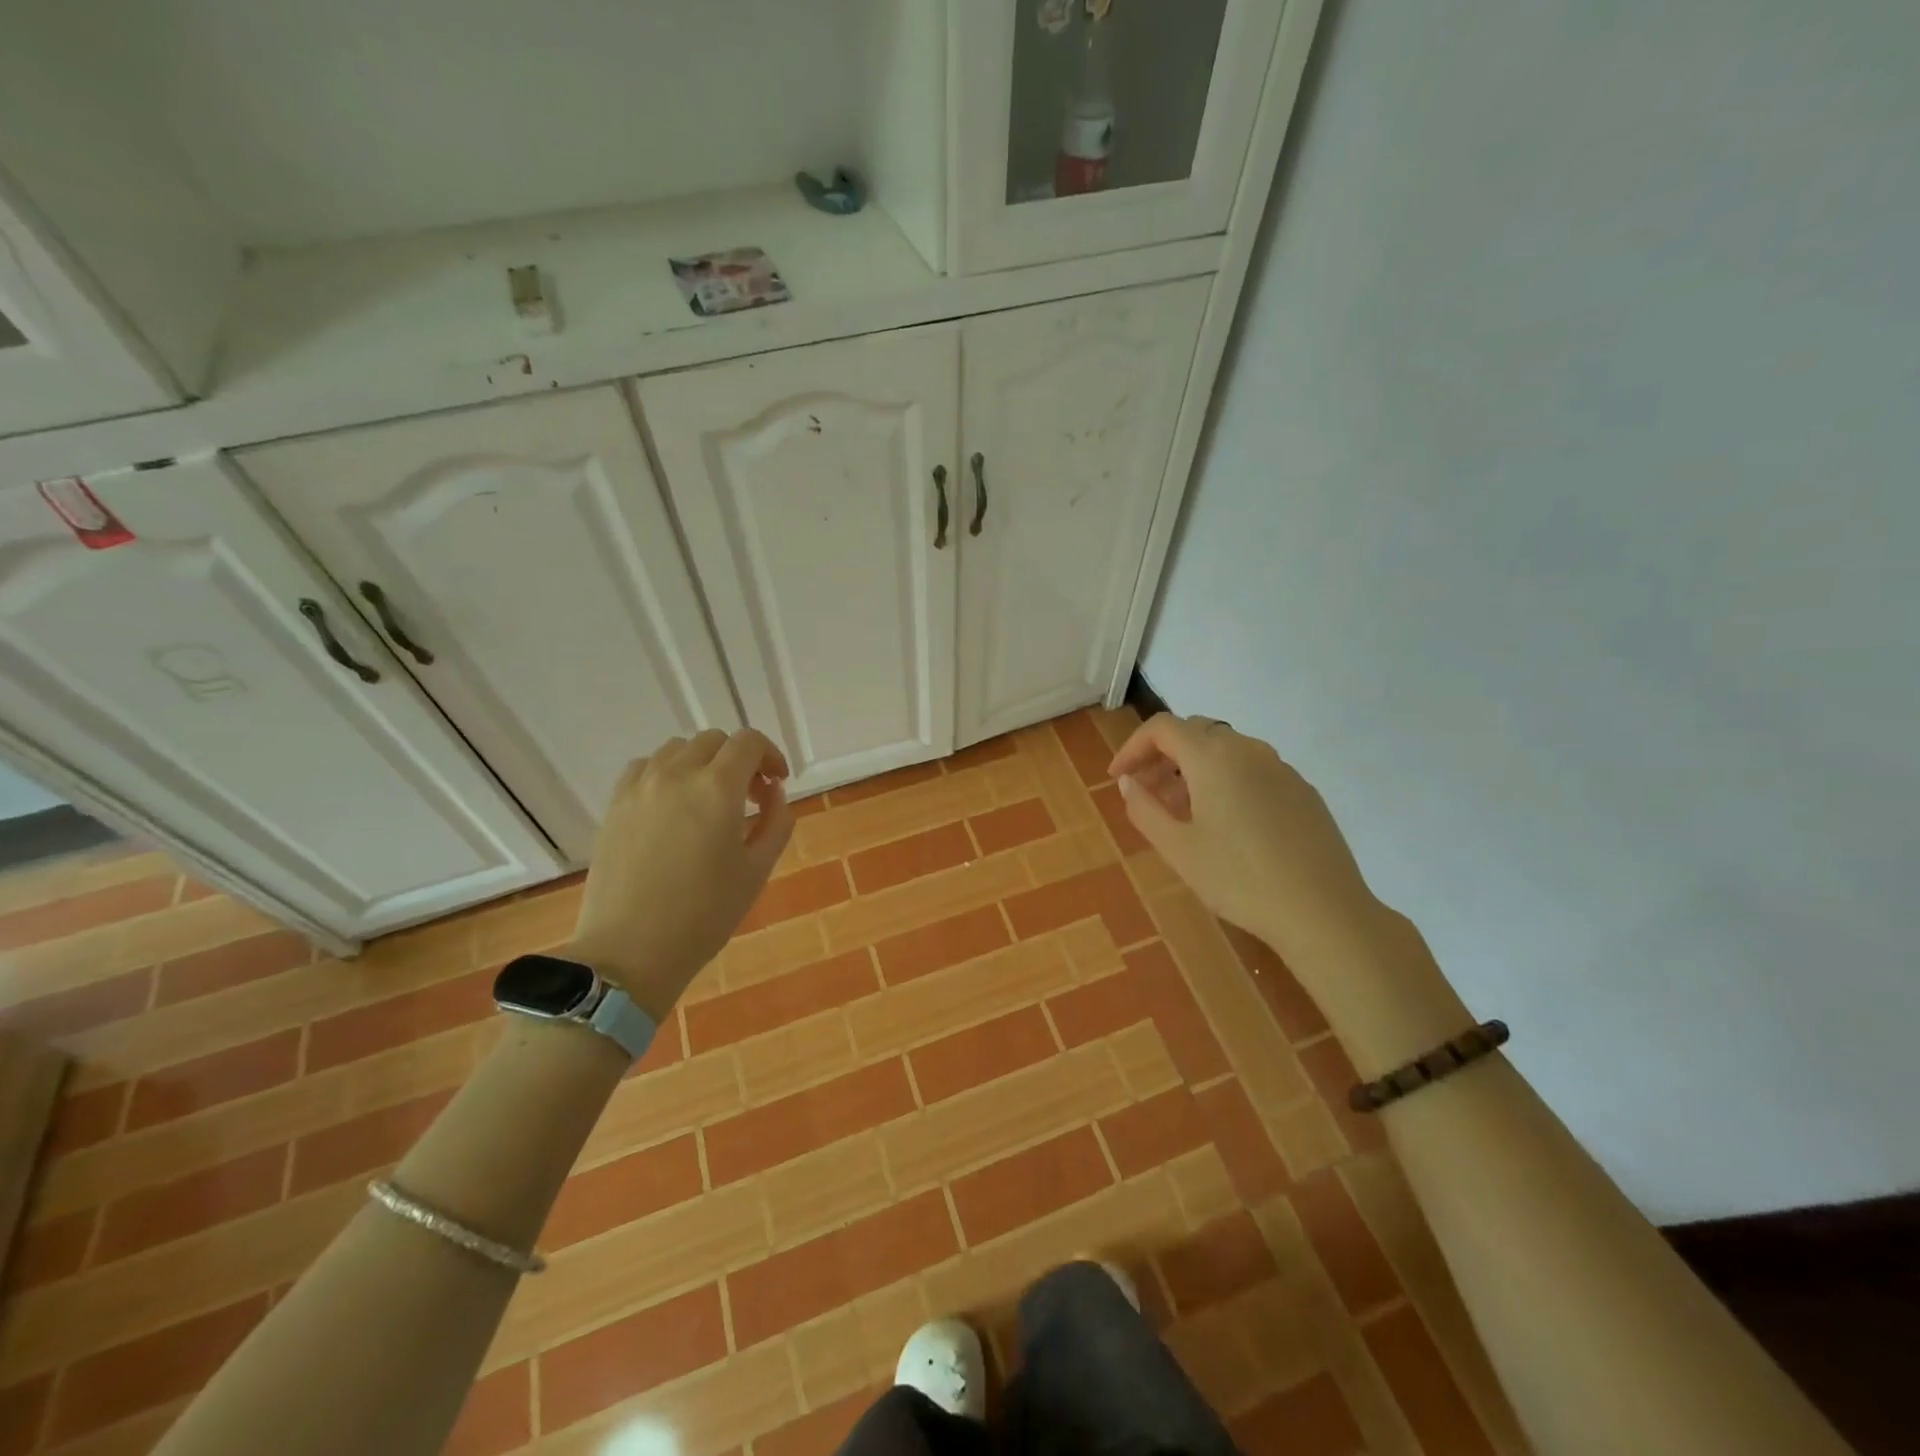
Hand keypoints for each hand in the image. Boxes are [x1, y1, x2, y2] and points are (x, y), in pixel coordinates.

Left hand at [567, 728, 793, 1017]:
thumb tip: (773, 794)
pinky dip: (666, 773)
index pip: (749, 742)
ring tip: (709, 801)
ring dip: (702, 764)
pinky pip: (644, 767)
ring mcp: (640, 787)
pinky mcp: (615, 805)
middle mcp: (677, 774)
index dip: (771, 755)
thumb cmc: (705, 914)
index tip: (778, 783)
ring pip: (678, 749)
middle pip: (714, 741)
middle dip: (739, 760)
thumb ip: (776, 822)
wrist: (631, 951)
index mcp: (718, 788)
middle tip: (750, 798)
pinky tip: (672, 805)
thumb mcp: (758, 870)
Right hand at [1108, 714, 1378, 966]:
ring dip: (1194, 769)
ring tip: (1182, 812)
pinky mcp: (1303, 790)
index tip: (1118, 778)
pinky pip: (1253, 770)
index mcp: (1213, 757)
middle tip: (1146, 792)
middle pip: (1195, 732)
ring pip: (1226, 751)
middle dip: (1162, 756)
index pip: (1162, 728)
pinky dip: (1226, 781)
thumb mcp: (1177, 849)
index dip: (1132, 747)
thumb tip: (1128, 782)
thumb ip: (1144, 808)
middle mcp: (1248, 749)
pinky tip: (1226, 824)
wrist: (1323, 911)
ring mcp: (1281, 768)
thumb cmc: (1239, 879)